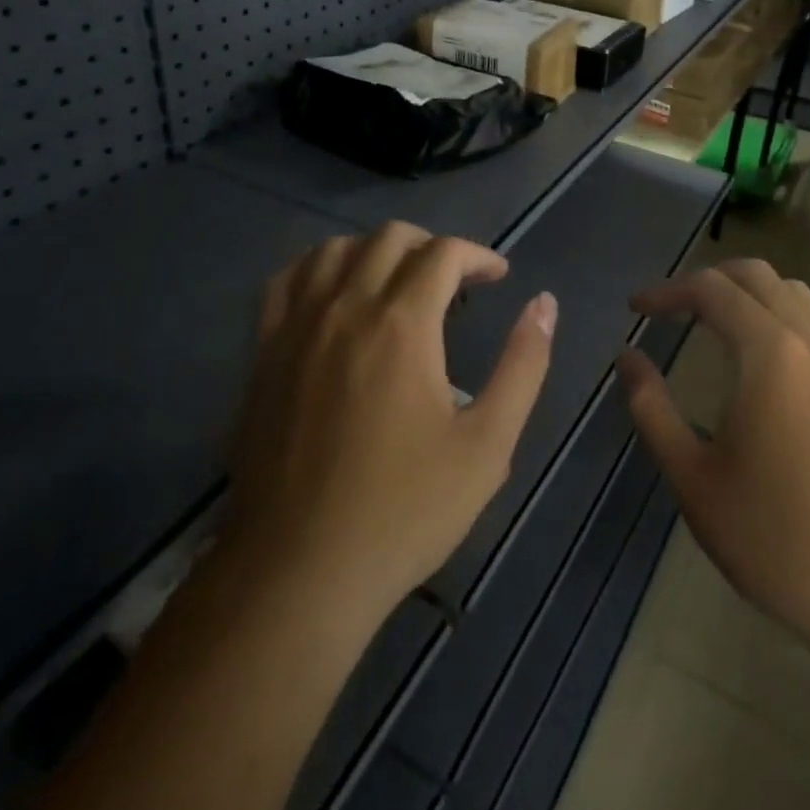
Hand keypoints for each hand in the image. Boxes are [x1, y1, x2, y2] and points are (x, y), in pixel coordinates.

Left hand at [222, 222, 555, 626]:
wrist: (298, 572)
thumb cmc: (403, 511)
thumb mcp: (487, 445)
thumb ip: (523, 366)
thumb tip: (544, 304)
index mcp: (402, 324)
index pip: (443, 252)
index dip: (478, 255)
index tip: (498, 278)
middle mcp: (346, 307)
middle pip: (390, 237)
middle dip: (433, 246)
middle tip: (456, 282)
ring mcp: (297, 327)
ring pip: (335, 248)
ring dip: (376, 250)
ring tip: (399, 282)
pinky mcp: (264, 353)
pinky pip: (287, 281)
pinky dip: (318, 267)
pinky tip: (335, 292)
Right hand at [617, 260, 809, 665]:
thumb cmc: (774, 537)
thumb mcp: (693, 477)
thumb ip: (652, 408)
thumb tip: (628, 357)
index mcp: (769, 354)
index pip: (711, 290)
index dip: (667, 291)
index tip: (634, 308)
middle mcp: (809, 341)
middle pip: (755, 275)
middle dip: (707, 279)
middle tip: (670, 306)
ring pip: (793, 290)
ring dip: (748, 290)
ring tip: (714, 317)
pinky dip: (785, 311)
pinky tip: (772, 347)